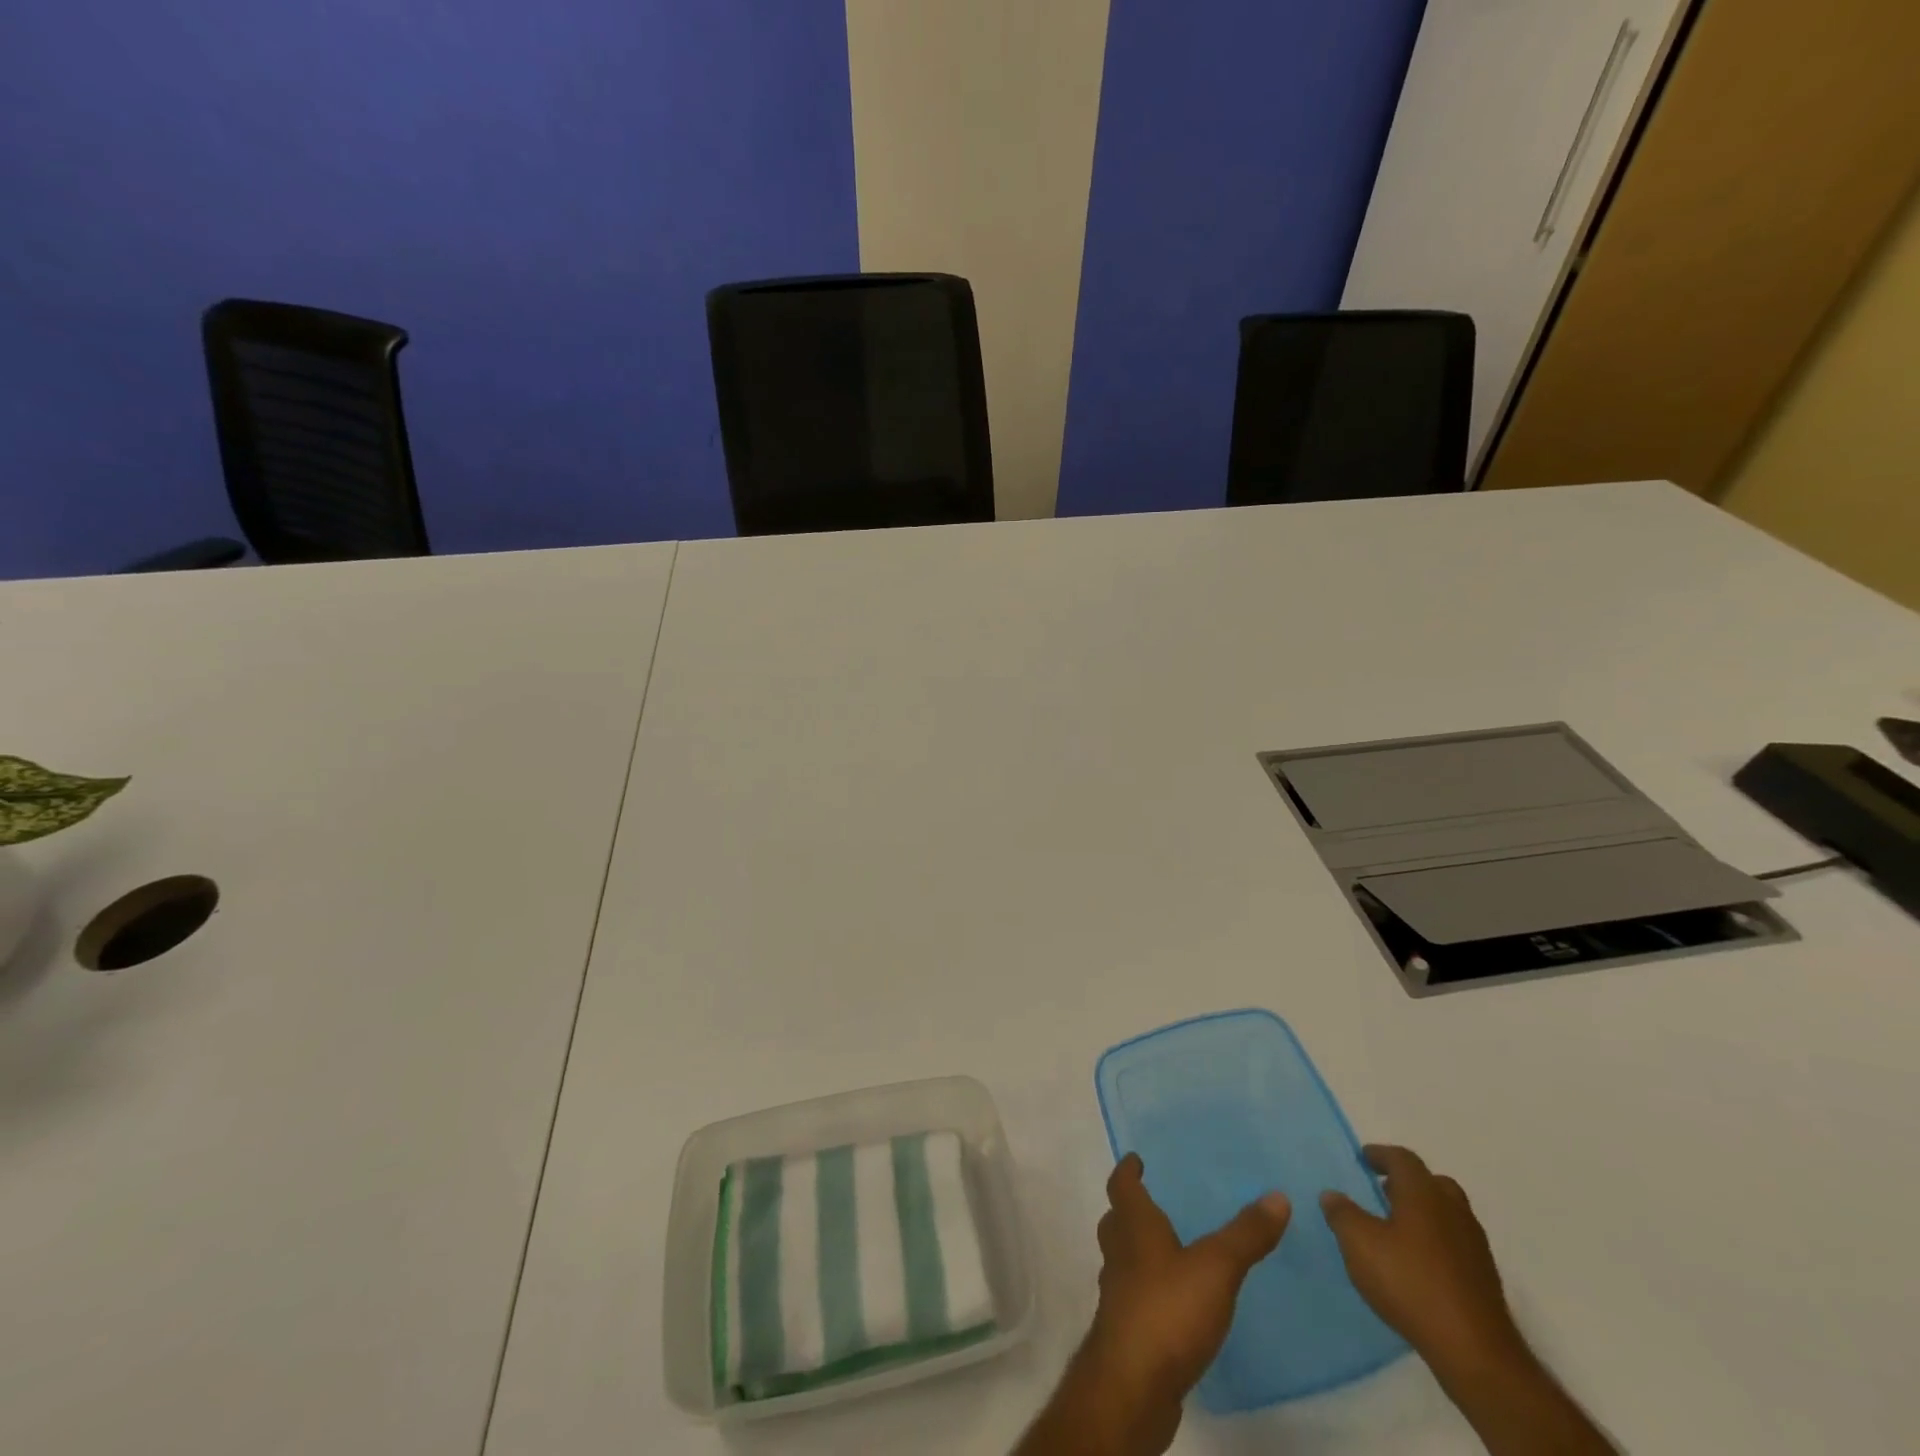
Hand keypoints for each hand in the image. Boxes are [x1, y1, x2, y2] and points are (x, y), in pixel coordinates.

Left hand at [1071, 1154, 1290, 1448]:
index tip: (1135, 1160)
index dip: (1128, 1171)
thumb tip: (1277, 1195)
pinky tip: (1174, 1305)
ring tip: (1168, 1253)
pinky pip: (1135, 1298)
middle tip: (1154, 1204)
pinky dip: (1149, 1291)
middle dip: (1131, 1211)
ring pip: (1123, 1260)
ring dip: (1138, 1252)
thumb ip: (1246, 1234)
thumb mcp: (1217, 1267)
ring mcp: (1118, 1295)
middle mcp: (1120, 1254)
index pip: (1122, 1186)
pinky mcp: (1127, 1333)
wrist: (1133, 1385)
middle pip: (1117, 1221)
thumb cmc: (1168, 1309)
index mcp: (1134, 1227)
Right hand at [1321, 1145, 1524, 1380]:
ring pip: (1447, 1213)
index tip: (1363, 1159)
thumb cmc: (1410, 1283)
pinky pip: (1455, 1243)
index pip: (1402, 1158)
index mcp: (1423, 1193)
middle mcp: (1453, 1210)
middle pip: (1431, 1182)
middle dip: (1406, 1182)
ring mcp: (1474, 1245)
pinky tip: (1418, 1264)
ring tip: (1396, 1229)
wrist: (1474, 1351)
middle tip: (1382, 1192)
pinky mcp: (1484, 1278)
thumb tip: (1332, 1195)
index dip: (1380, 1155)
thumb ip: (1342, 1214)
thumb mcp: (1359, 1243)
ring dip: (1423, 1213)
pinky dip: (1436, 1241)